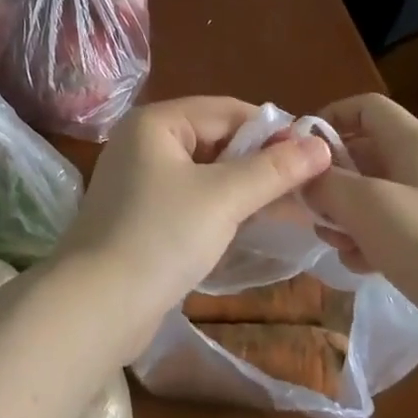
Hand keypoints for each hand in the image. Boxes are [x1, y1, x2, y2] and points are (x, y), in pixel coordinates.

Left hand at [53, 96, 333, 360]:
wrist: (96, 306)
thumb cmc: (160, 237)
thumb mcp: (223, 198)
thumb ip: (273, 170)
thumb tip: (321, 145)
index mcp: (157, 122)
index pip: (227, 110)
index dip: (273, 130)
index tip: (316, 155)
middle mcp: (145, 141)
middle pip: (216, 139)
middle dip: (262, 161)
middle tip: (311, 186)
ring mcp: (140, 180)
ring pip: (207, 172)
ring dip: (247, 187)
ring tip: (295, 208)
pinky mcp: (142, 215)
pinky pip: (193, 198)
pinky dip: (224, 207)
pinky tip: (256, 225)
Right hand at [307, 94, 417, 369]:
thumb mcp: (369, 207)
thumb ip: (327, 184)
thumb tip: (303, 176)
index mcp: (413, 143)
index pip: (365, 107)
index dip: (330, 118)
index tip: (300, 151)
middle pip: (365, 152)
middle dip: (332, 177)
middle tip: (308, 206)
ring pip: (375, 194)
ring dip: (346, 213)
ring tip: (332, 241)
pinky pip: (393, 228)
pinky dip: (370, 240)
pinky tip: (358, 266)